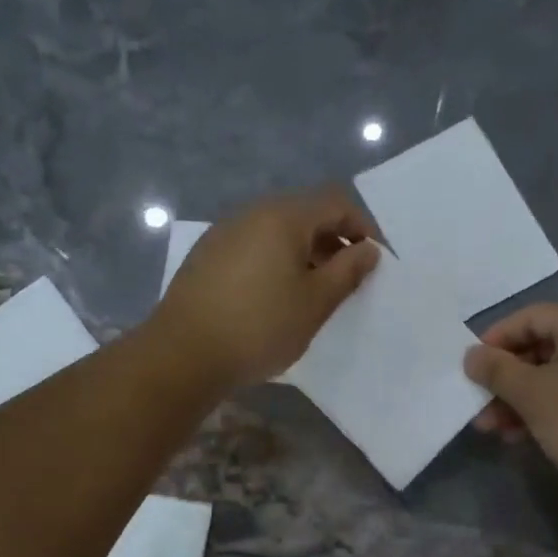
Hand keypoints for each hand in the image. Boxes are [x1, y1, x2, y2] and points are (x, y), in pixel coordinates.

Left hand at [153, 188, 379, 387]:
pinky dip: (276, 262)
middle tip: (347, 281)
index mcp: (283, 216)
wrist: (184, 354)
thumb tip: (368, 250)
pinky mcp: (207, 255)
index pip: (336, 202)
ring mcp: (224, 232)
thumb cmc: (260, 327)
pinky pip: (254, 247)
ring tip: (312, 293)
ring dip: (304, 254)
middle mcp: (252, 213)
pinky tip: (274, 298)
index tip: (373, 262)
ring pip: (277, 231)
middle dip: (334, 241)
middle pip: (305, 213)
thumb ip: (348, 271)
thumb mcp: (315, 303)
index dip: (363, 227)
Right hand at [464, 304, 557, 500]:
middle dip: (503, 376)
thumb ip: (497, 371)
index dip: (497, 336)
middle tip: (475, 399)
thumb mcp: (534, 394)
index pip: (533, 316)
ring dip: (514, 400)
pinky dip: (535, 414)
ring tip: (487, 426)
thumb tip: (470, 355)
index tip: (471, 363)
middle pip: (539, 349)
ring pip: (547, 380)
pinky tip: (513, 437)